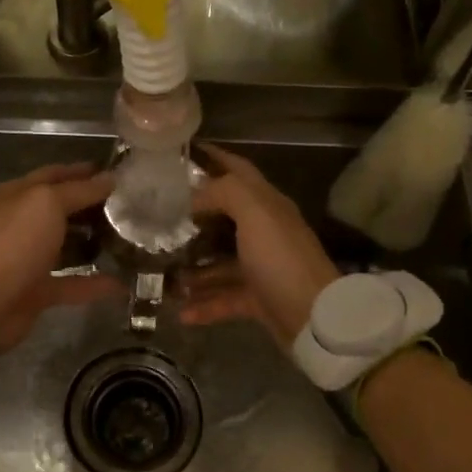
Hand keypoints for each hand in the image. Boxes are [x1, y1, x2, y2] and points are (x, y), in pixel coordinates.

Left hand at [0, 163, 118, 349]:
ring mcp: (29, 258)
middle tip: (129, 205)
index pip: (53, 175)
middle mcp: (22, 223)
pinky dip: (95, 284)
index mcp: (18, 195)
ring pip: (67, 245)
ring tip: (130, 239)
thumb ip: (79, 190)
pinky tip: (124, 284)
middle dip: (92, 206)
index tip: (115, 172)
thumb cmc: (15, 243)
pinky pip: (73, 283)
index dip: (82, 171)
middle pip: (62, 209)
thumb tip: (109, 178)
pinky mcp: (38, 290)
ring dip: (94, 242)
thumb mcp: (47, 204)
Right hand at [181, 144, 338, 343]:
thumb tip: (193, 196)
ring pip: (219, 262)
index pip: (238, 170)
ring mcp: (261, 267)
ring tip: (162, 274)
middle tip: (157, 219)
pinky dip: (204, 305)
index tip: (182, 152)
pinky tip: (182, 312)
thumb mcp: (255, 213)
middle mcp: (265, 232)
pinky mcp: (258, 299)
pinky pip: (224, 298)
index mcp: (267, 205)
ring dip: (192, 268)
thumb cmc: (281, 259)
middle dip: (192, 218)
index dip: (214, 157)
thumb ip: (224, 192)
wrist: (315, 319)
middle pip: (223, 217)